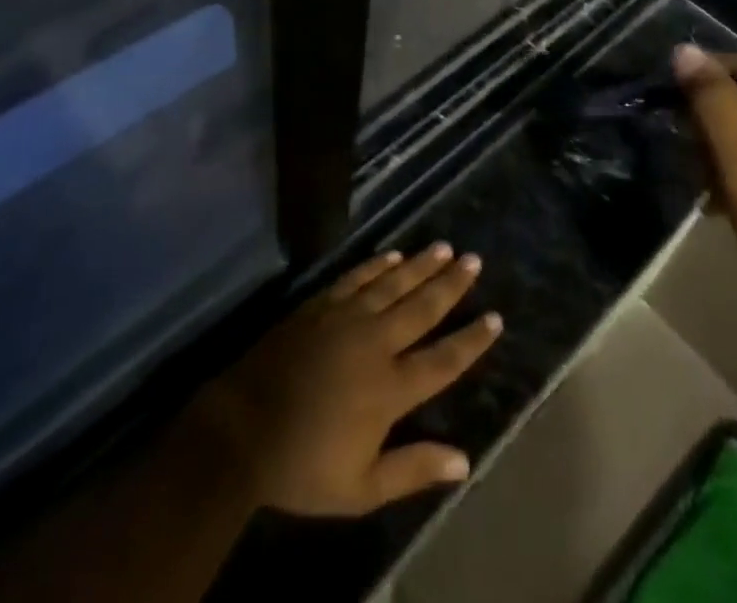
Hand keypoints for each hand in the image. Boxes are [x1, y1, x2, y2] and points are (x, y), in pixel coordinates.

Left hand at [190, 244, 503, 515]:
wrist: (241, 428)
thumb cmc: (301, 466)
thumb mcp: (359, 488)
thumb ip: (412, 469)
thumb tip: (463, 461)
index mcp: (389, 389)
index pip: (442, 360)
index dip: (470, 340)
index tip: (495, 318)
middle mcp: (375, 343)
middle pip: (422, 308)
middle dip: (451, 284)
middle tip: (474, 260)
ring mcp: (346, 318)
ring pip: (393, 284)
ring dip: (421, 265)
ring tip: (444, 248)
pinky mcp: (320, 305)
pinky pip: (356, 278)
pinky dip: (377, 265)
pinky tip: (393, 255)